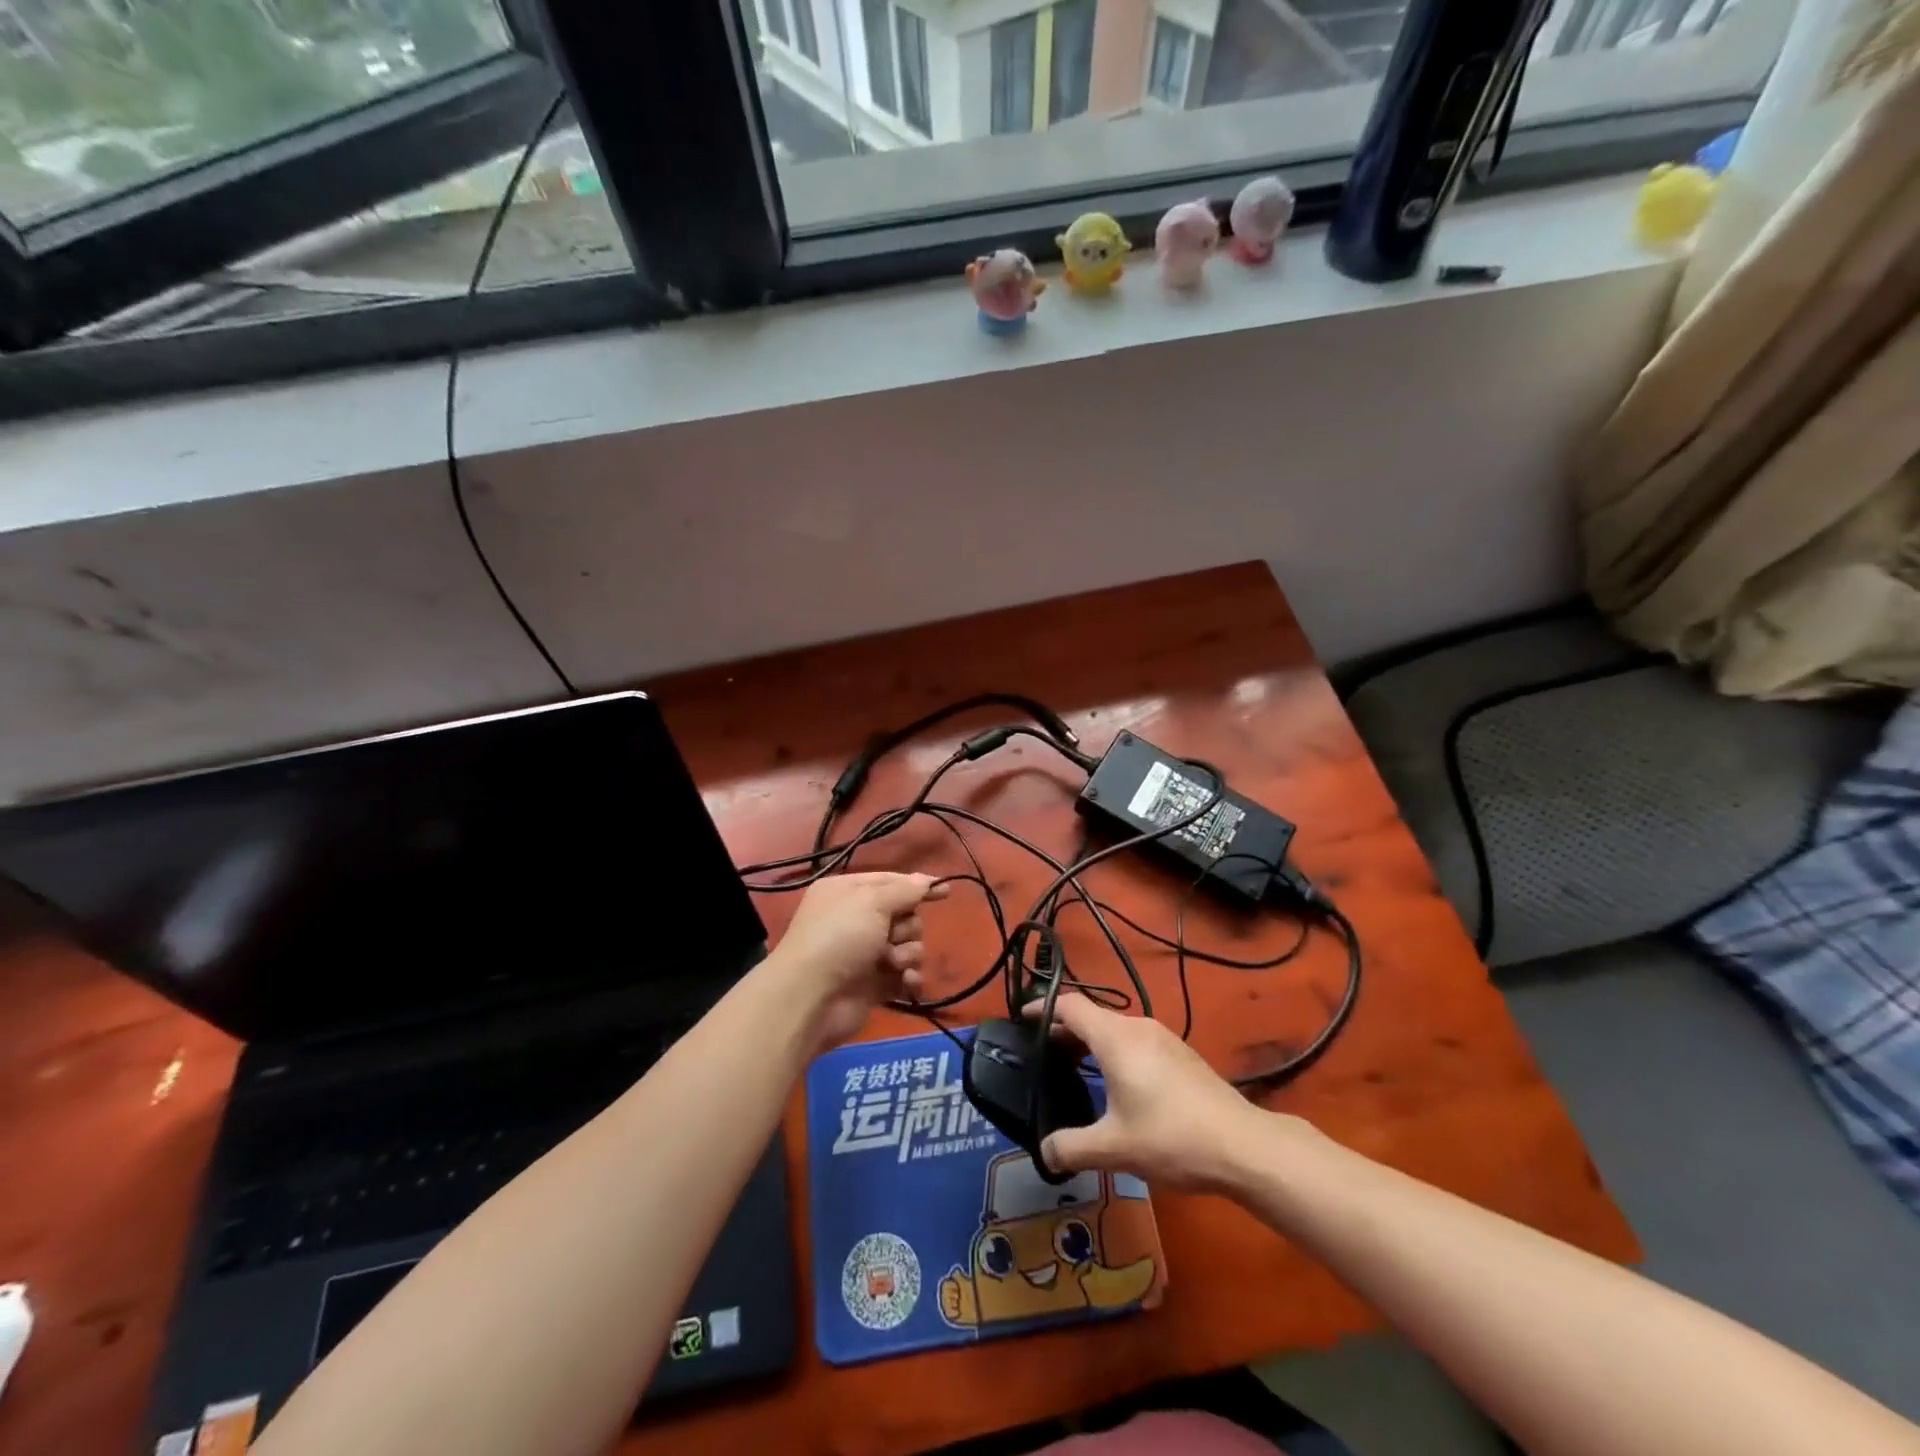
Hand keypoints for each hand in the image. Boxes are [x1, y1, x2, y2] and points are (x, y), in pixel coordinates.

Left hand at [771, 873, 945, 1051]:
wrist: (811, 997)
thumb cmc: (839, 937)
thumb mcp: (872, 902)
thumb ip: (904, 890)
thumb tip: (926, 880)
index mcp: (848, 892)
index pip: (890, 881)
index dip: (917, 886)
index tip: (945, 890)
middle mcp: (855, 920)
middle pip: (903, 915)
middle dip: (907, 926)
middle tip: (893, 936)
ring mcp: (864, 954)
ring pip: (908, 946)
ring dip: (907, 953)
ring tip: (892, 962)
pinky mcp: (873, 985)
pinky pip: (904, 975)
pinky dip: (909, 978)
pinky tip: (907, 982)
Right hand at [1035, 993, 1294, 1192]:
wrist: (1243, 1145)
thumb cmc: (1171, 1138)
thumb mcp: (1114, 1148)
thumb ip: (1071, 1147)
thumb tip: (1044, 1152)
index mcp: (1115, 1038)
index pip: (1070, 1006)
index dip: (1042, 1008)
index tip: (1020, 1019)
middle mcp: (1137, 1027)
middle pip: (1092, 1016)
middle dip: (1064, 1030)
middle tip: (1041, 1054)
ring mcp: (1163, 1038)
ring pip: (1115, 1029)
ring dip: (1091, 1042)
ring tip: (1073, 1068)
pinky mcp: (1181, 1054)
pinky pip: (1135, 1041)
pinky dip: (1114, 1051)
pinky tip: (1116, 1084)